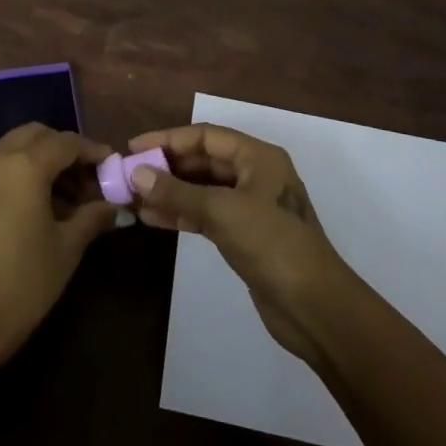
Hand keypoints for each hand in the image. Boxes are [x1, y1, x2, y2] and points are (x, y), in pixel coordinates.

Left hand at [0, 124, 119, 370]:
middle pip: (37, 135)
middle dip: (65, 150)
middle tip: (88, 179)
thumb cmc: (22, 284)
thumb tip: (114, 205)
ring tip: (68, 196)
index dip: (92, 151)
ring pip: (15, 147)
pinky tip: (40, 203)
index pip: (66, 142)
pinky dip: (21, 171)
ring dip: (42, 159)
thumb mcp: (67, 249)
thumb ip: (93, 217)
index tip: (111, 166)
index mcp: (24, 166)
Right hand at [127, 123, 357, 363]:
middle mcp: (255, 174)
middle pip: (203, 161)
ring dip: (170, 192)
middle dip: (167, 167)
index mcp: (258, 157)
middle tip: (129, 175)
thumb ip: (178, 193)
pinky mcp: (245, 235)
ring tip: (134, 198)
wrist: (316, 309)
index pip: (205, 136)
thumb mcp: (222, 213)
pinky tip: (154, 219)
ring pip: (202, 189)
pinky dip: (182, 214)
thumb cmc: (273, 245)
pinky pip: (207, 214)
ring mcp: (251, 206)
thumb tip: (137, 174)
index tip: (133, 148)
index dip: (168, 139)